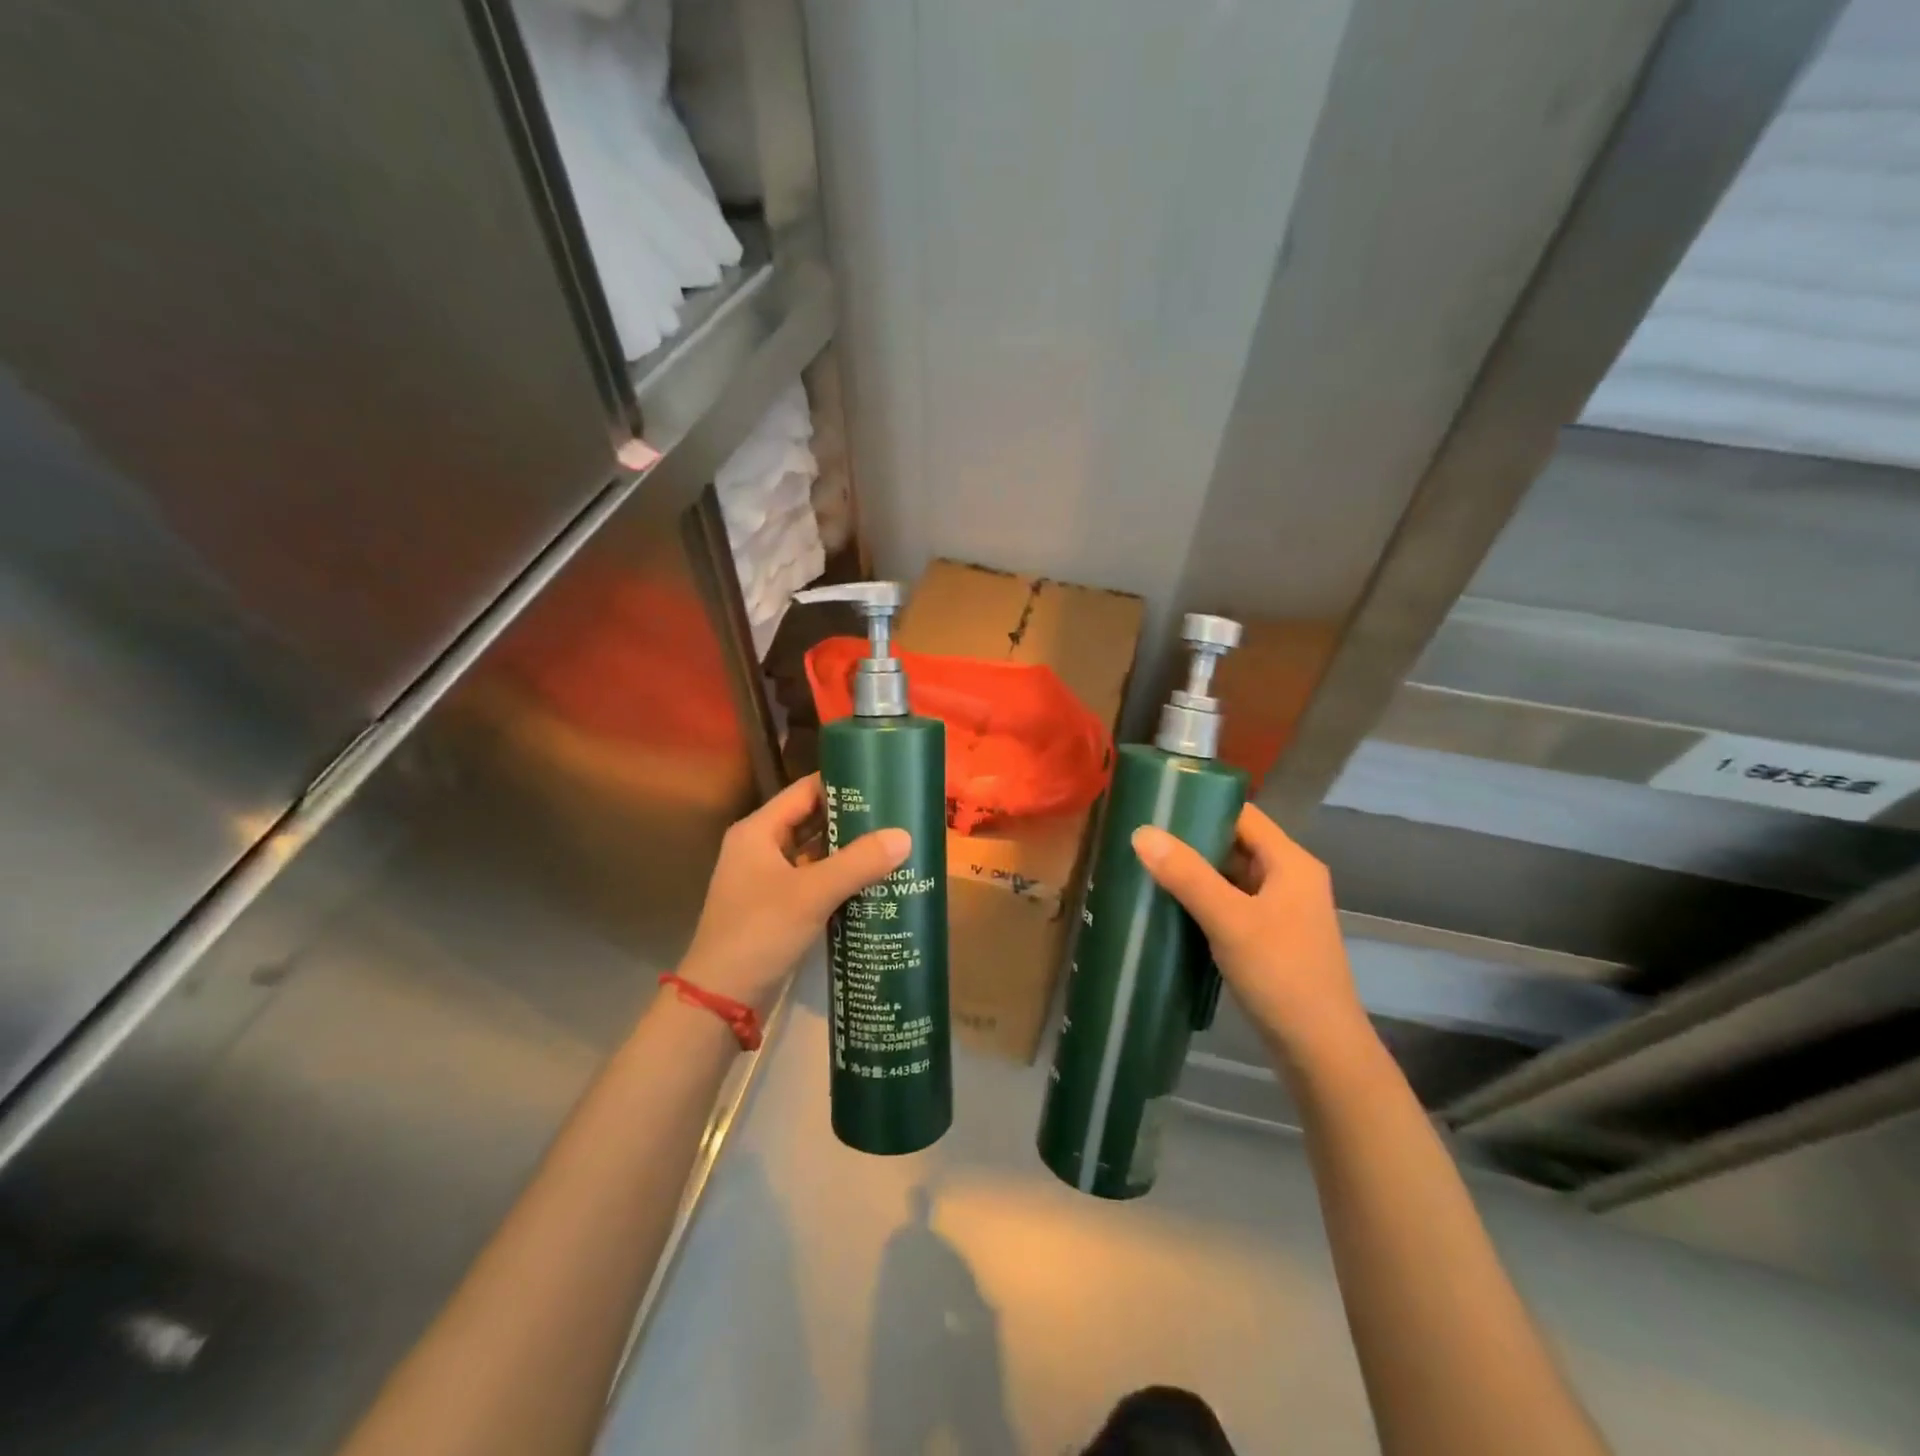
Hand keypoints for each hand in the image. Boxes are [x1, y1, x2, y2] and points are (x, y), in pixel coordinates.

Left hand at [678, 774, 909, 1013]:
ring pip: (815, 853)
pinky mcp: (777, 906)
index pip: (805, 791)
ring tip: (892, 845)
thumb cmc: (760, 932)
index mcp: (758, 831)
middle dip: (851, 820)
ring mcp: (767, 879)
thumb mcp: (812, 893)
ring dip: (848, 851)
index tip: (882, 784)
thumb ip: (858, 863)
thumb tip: (905, 836)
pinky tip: (873, 882)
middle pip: (812, 821)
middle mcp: (760, 848)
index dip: (842, 785)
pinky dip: (840, 878)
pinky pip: (814, 880)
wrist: (721, 997)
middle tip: (896, 816)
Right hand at [1132, 803, 1369, 1065]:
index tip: (1157, 808)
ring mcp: (1283, 911)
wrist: (1321, 1052)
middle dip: (1192, 842)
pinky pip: (1233, 905)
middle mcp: (1291, 879)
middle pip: (1236, 844)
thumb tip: (1142, 832)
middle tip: (1143, 841)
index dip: (1202, 806)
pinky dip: (1205, 902)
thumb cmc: (1281, 975)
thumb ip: (1187, 875)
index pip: (1243, 815)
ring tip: (1148, 870)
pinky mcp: (1272, 939)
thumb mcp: (1230, 921)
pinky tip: (1171, 909)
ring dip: (1196, 874)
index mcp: (1291, 863)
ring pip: (1232, 877)